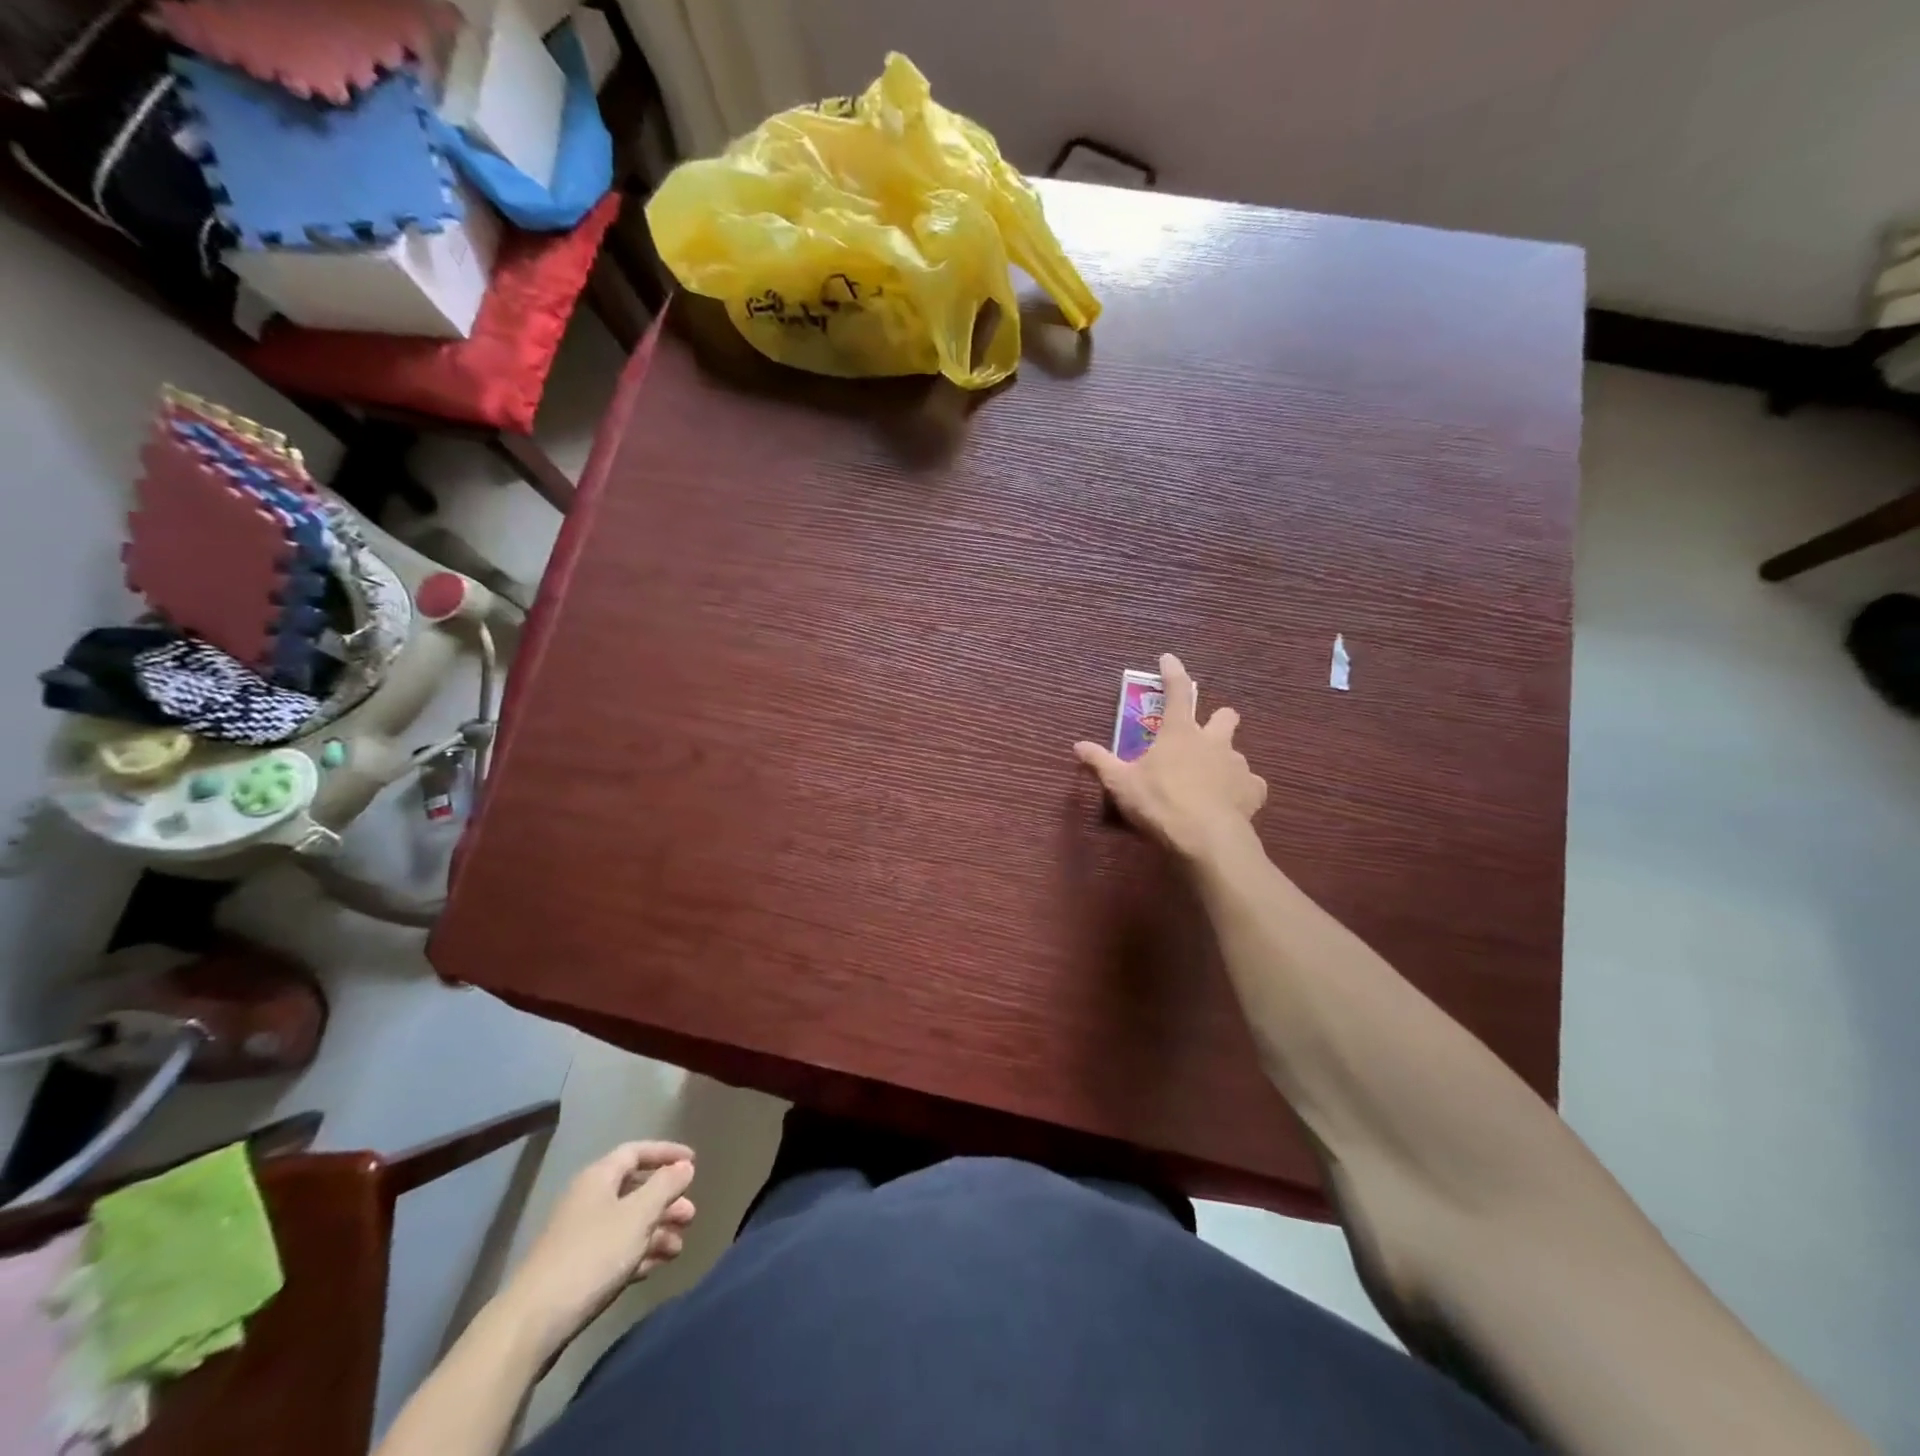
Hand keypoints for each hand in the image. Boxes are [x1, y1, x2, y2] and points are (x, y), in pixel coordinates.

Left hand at [496, 1141, 696, 1358]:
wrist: (532, 1323)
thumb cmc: (592, 1255)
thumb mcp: (638, 1215)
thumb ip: (665, 1186)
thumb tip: (684, 1166)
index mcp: (598, 1178)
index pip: (637, 1151)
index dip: (666, 1153)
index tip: (693, 1162)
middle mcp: (588, 1200)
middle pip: (634, 1189)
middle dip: (666, 1200)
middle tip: (691, 1215)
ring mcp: (579, 1237)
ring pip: (628, 1223)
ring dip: (656, 1231)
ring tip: (679, 1248)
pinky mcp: (576, 1270)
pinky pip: (616, 1251)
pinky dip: (639, 1254)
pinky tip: (655, 1267)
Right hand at [1074, 652, 1266, 858]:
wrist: (1205, 838)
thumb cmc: (1159, 802)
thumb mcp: (1121, 784)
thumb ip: (1101, 762)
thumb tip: (1078, 745)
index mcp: (1179, 733)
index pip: (1177, 692)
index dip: (1173, 672)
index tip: (1169, 658)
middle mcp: (1213, 741)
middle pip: (1225, 716)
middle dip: (1218, 719)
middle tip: (1205, 732)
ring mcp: (1237, 765)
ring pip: (1237, 752)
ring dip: (1225, 760)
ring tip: (1211, 780)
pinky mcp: (1253, 791)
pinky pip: (1251, 784)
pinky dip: (1242, 790)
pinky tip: (1232, 801)